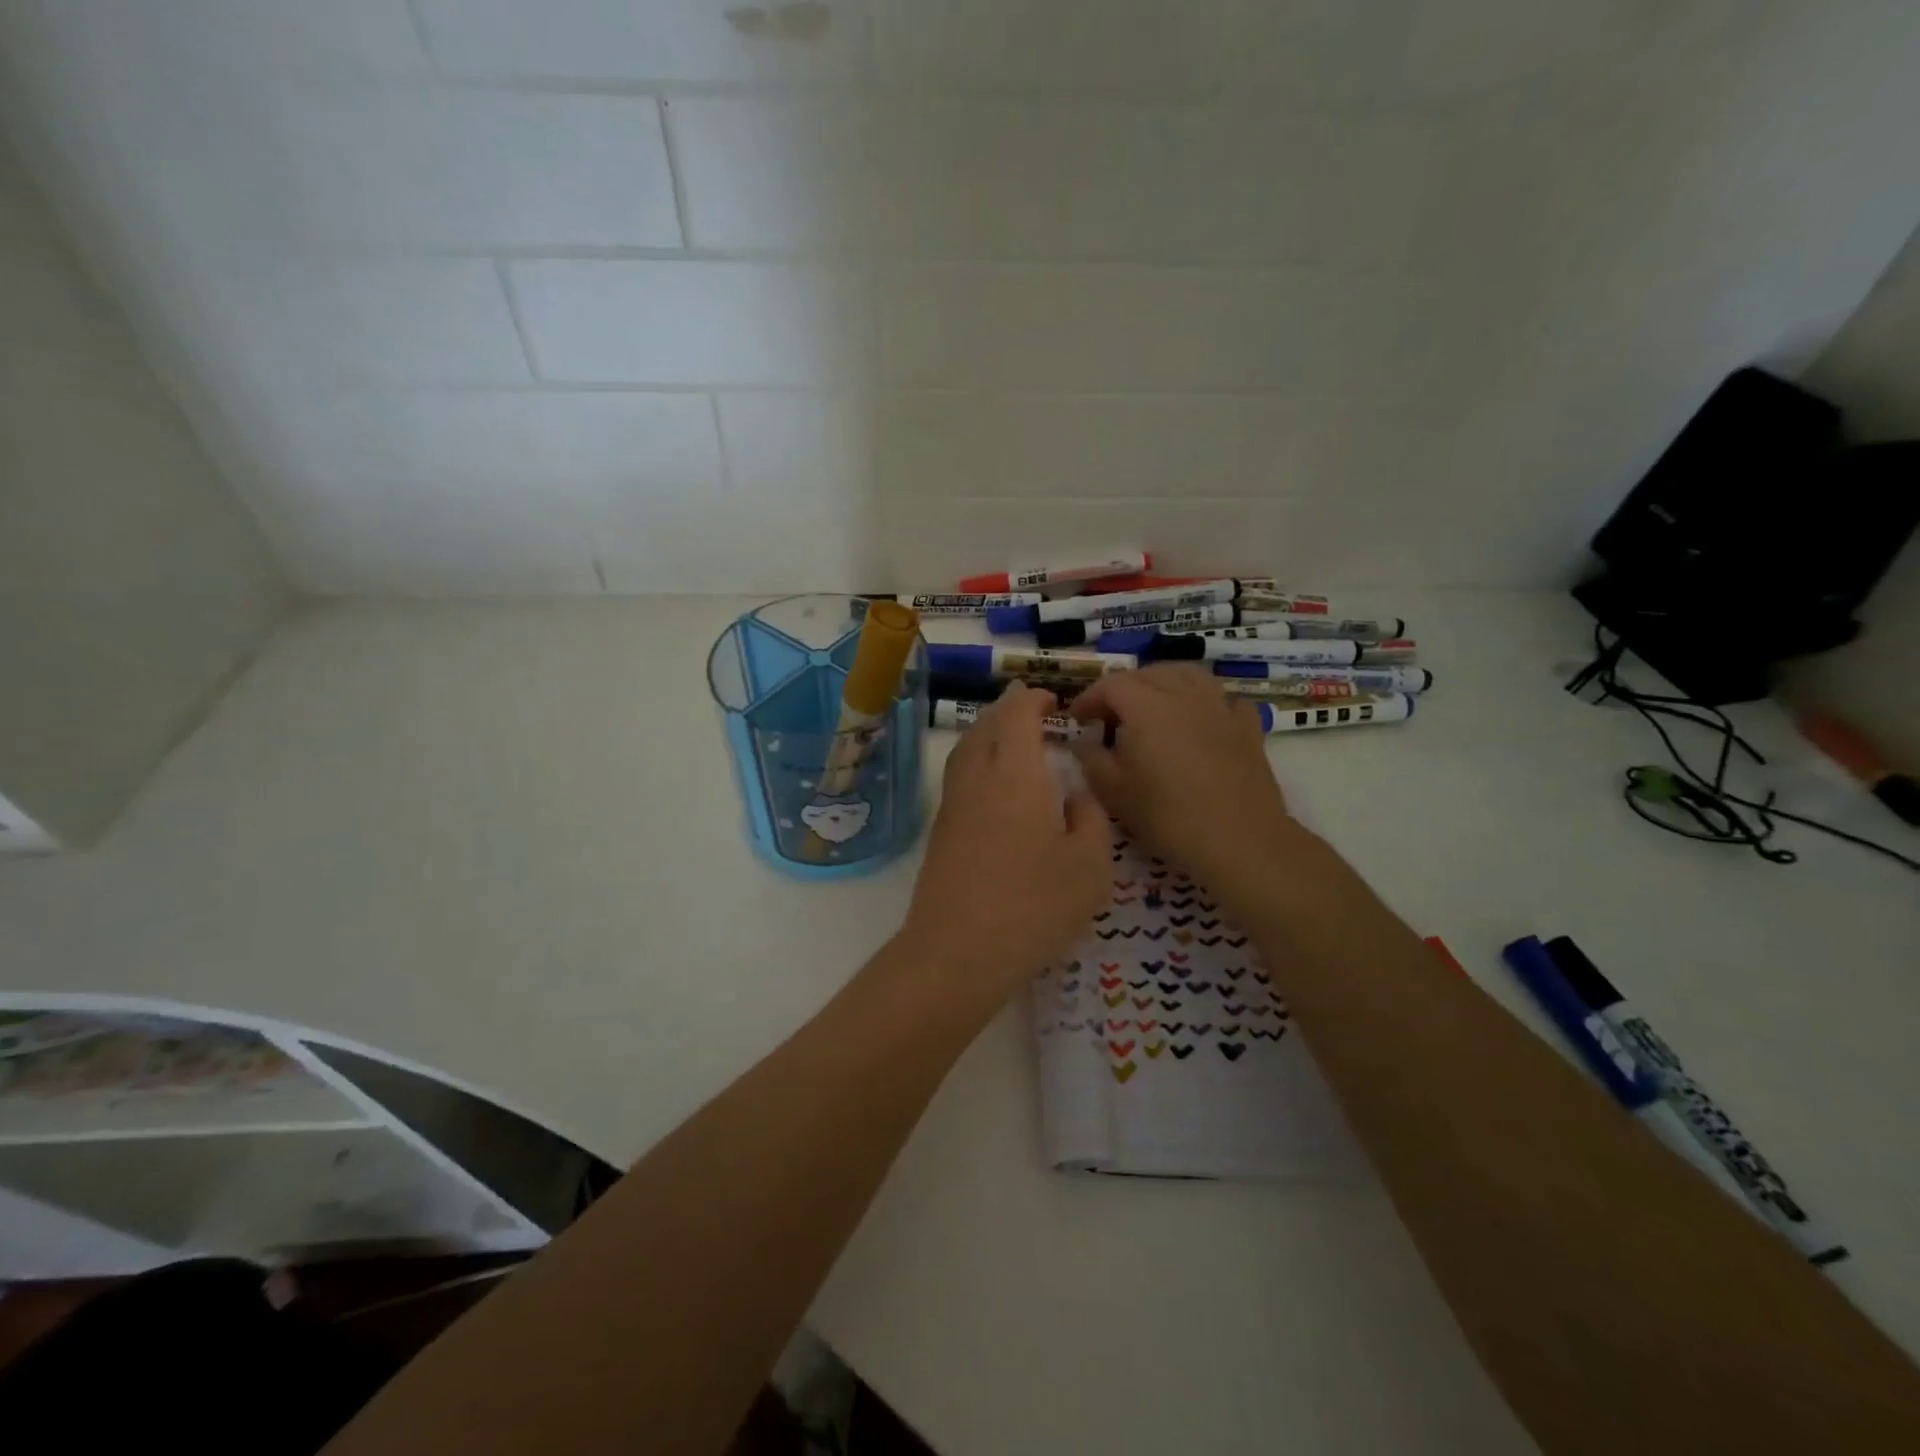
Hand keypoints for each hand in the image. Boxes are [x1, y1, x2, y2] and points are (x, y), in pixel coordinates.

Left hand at [898, 684, 1110, 1003]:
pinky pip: (959, 774)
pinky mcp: (941, 830)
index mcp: (1015, 772)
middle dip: (1010, 710)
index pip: (1017, 713)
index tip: (1053, 700)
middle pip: (986, 724)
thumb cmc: (1034, 905)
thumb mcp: (1090, 865)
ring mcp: (952, 803)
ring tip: (1016, 741)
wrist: (957, 951)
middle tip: (1037, 713)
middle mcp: (977, 776)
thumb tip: (1075, 796)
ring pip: (967, 748)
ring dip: (990, 733)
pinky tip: (997, 785)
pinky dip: (979, 760)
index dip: (1033, 698)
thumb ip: (1090, 819)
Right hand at [1068, 664, 1300, 895]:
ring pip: (1189, 675)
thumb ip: (1091, 759)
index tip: (1077, 719)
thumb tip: (1083, 742)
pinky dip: (1207, 703)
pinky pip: (1224, 700)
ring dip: (1164, 682)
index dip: (1089, 697)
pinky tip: (1202, 721)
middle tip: (1110, 718)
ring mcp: (1221, 708)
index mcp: (1147, 706)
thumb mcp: (1114, 792)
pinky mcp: (1248, 727)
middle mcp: (1184, 695)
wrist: (1240, 841)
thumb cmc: (1168, 817)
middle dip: (1123, 689)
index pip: (1111, 684)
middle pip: (1149, 674)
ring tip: (1153, 706)